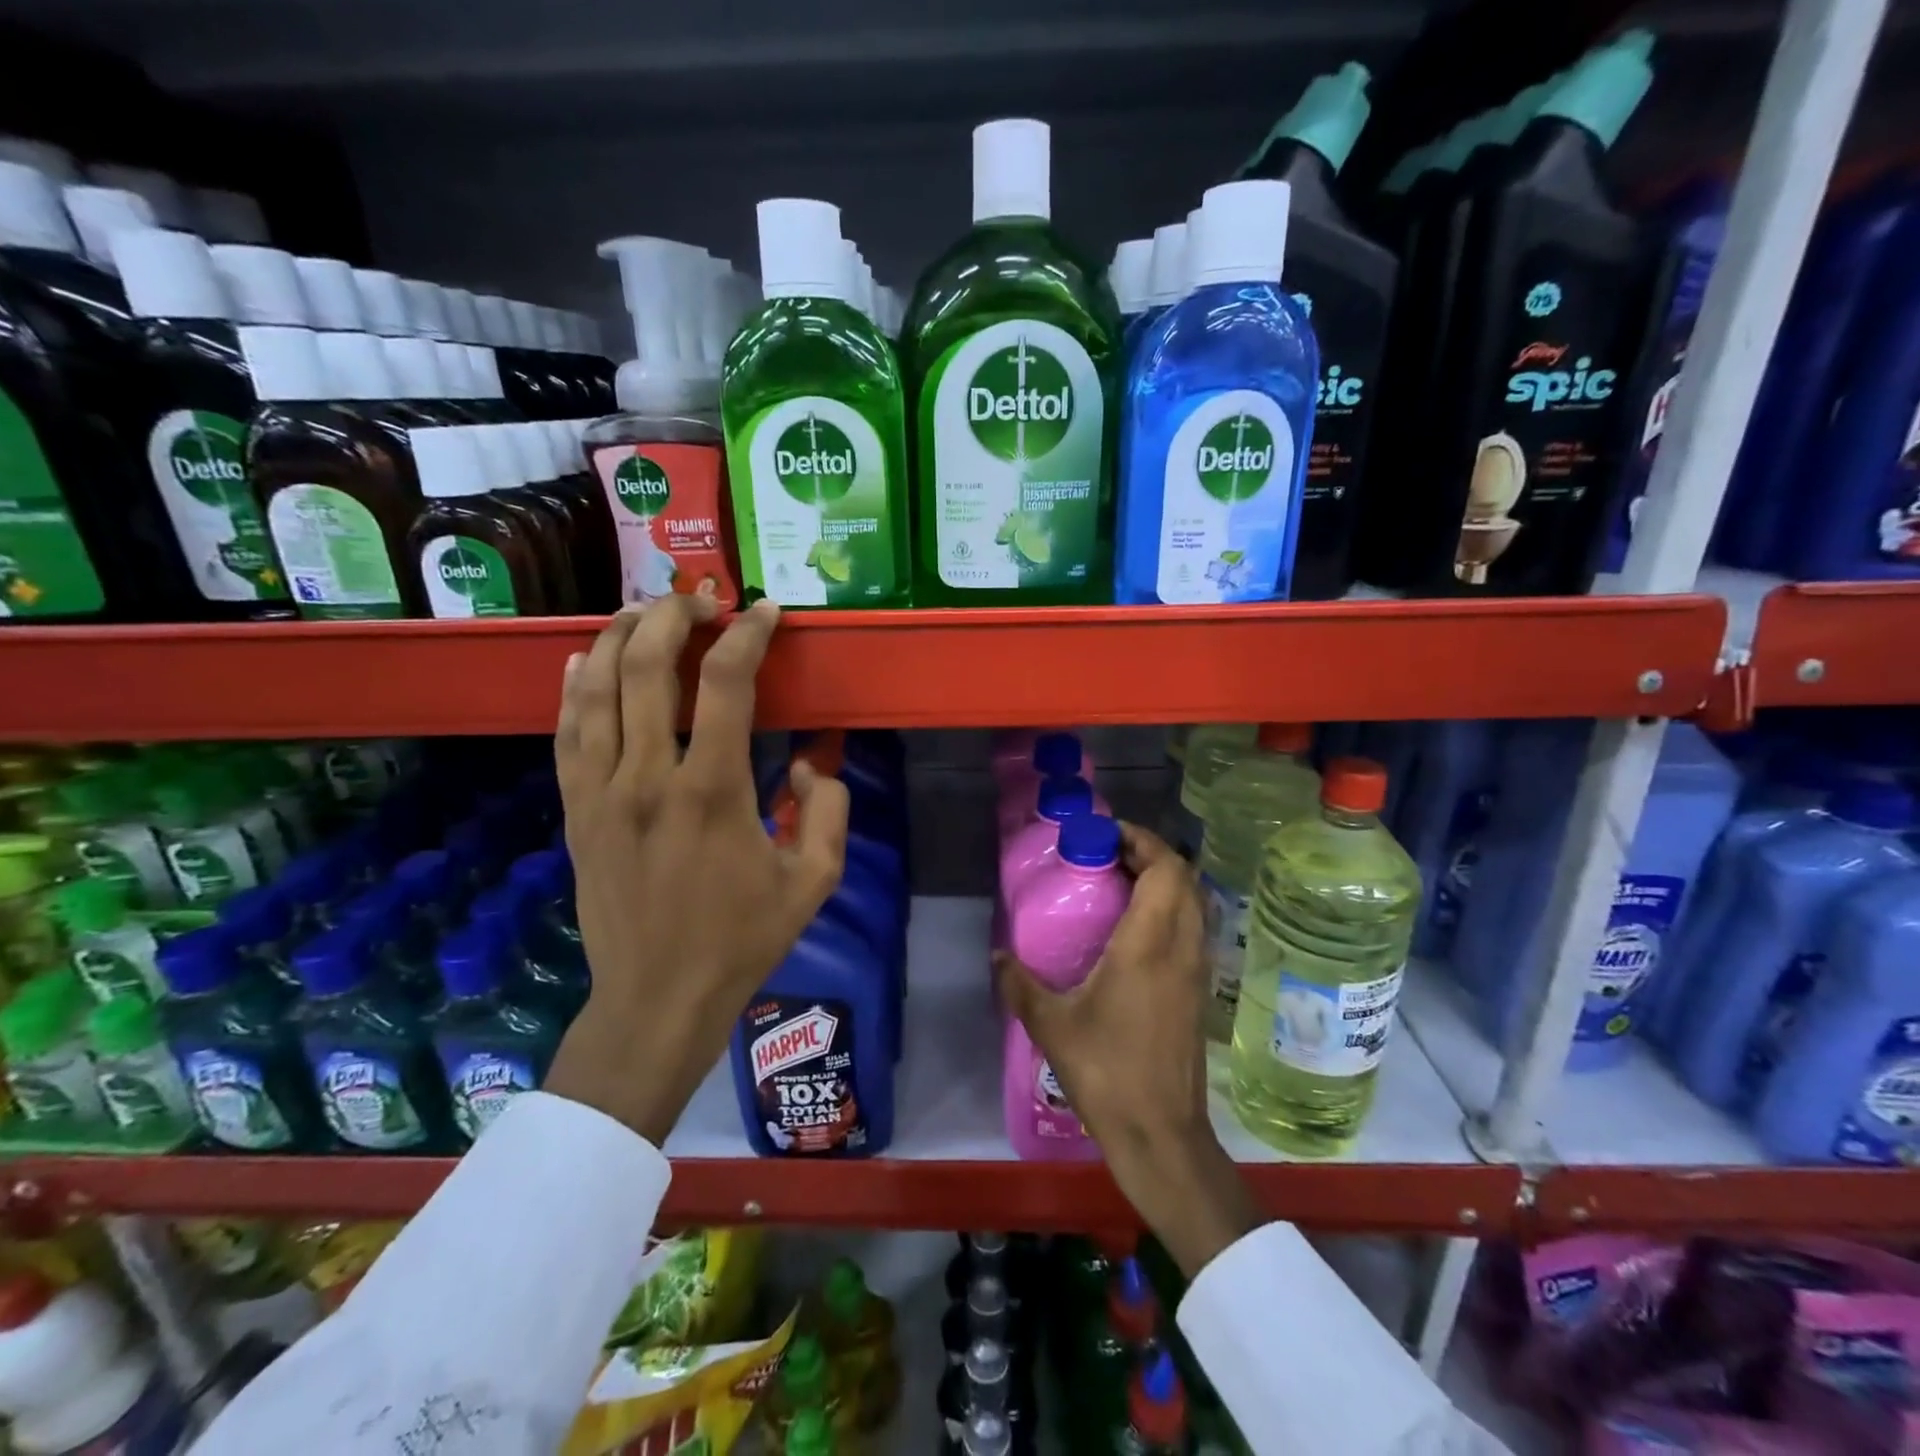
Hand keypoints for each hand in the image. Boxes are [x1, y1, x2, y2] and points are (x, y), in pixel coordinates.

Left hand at [544, 591, 848, 1143]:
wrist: (657, 999)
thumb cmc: (742, 940)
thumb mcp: (815, 880)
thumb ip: (827, 809)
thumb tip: (804, 763)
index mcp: (712, 790)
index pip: (725, 683)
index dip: (747, 634)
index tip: (764, 612)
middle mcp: (648, 777)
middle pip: (646, 666)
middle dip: (674, 616)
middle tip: (701, 601)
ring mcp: (601, 792)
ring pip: (594, 689)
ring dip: (617, 637)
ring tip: (643, 611)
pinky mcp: (575, 811)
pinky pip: (566, 732)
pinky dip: (573, 687)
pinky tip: (581, 660)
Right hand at [994, 824, 1258, 1277]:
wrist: (1161, 1135)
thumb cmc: (1107, 1072)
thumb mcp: (1052, 1025)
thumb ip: (1020, 983)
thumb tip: (998, 955)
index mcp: (1150, 945)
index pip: (1165, 869)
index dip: (1141, 840)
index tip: (1105, 835)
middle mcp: (1182, 948)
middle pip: (1184, 878)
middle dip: (1150, 855)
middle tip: (1107, 856)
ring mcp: (1197, 970)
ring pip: (1193, 903)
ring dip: (1163, 882)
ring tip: (1118, 885)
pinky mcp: (1199, 992)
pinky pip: (1192, 930)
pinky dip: (1169, 911)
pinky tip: (1133, 931)